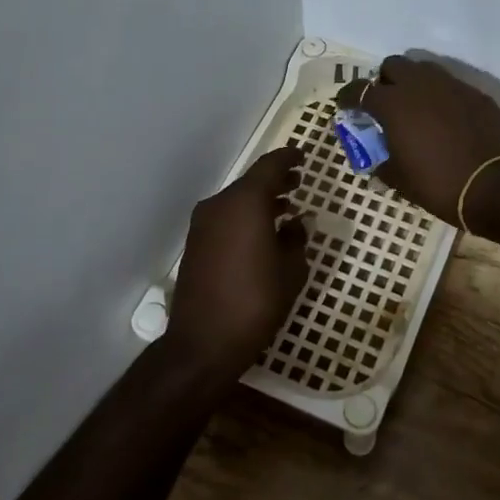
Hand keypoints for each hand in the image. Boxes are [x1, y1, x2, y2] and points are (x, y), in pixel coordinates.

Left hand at [167, 148, 308, 387]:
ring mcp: (203, 225)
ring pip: (236, 200)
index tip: (303, 156)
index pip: (270, 166)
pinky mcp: (196, 244)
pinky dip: (245, 216)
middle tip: (298, 182)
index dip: (288, 158)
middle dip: (276, 180)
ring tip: (285, 208)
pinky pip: (226, 218)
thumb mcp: (291, 270)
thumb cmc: (256, 302)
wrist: (203, 343)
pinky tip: (262, 233)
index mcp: (245, 203)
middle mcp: (220, 205)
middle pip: (251, 182)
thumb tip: (296, 223)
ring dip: (260, 200)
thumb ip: (296, 239)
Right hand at [334, 56, 499, 224]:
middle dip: (385, 80)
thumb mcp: (399, 180)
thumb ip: (383, 162)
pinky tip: (445, 118)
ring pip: (424, 69)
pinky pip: (451, 85)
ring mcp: (451, 86)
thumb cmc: (438, 184)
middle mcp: (420, 85)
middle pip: (393, 65)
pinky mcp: (476, 93)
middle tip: (386, 103)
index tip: (346, 106)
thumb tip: (379, 160)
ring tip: (416, 107)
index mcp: (393, 104)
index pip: (360, 90)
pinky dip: (441, 96)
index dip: (349, 97)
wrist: (494, 186)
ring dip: (414, 82)